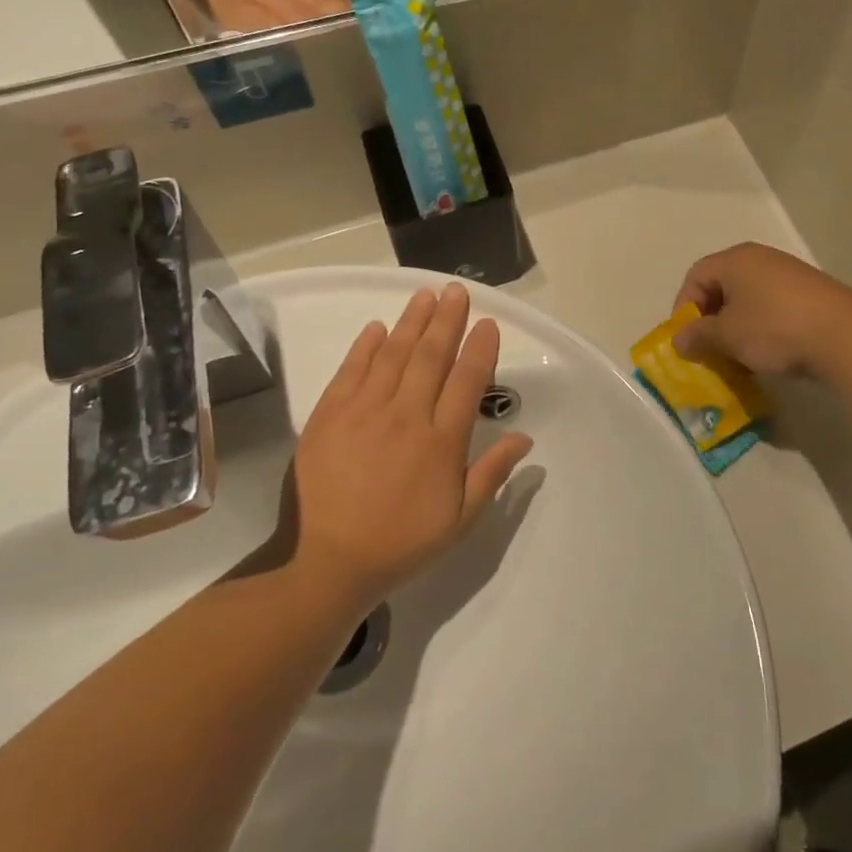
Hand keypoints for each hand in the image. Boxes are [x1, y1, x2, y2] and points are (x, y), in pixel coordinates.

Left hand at [290, 283, 532, 607]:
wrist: (327, 561)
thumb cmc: (401, 542)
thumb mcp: (459, 519)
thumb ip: (492, 473)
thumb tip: (524, 437)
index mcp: (441, 441)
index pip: (467, 381)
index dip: (480, 348)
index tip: (488, 324)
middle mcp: (406, 416)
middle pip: (432, 356)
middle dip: (448, 319)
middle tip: (457, 290)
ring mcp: (364, 411)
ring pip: (394, 354)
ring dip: (412, 322)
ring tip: (425, 295)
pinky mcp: (329, 415)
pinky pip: (351, 370)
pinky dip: (365, 346)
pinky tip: (377, 327)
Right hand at [671, 243, 851, 378]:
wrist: (846, 336)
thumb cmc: (775, 329)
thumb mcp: (727, 336)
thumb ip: (698, 336)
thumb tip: (679, 341)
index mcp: (736, 259)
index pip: (696, 276)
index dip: (684, 307)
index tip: (687, 339)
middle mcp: (761, 258)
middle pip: (722, 285)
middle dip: (711, 319)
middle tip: (709, 349)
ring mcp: (789, 274)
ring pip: (749, 299)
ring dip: (736, 326)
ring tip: (738, 356)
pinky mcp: (811, 293)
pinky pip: (773, 307)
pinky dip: (762, 327)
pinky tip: (768, 353)